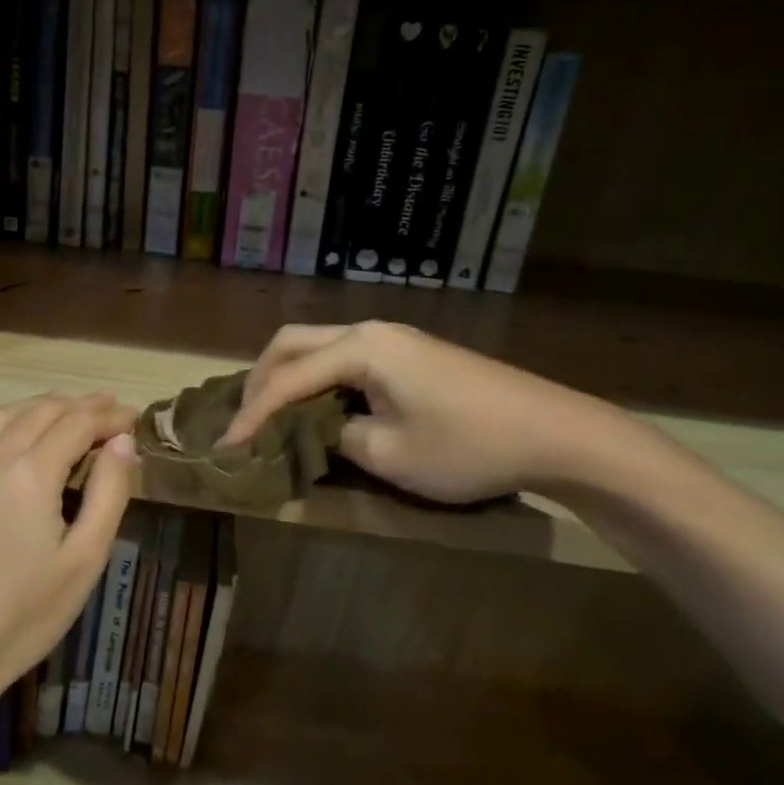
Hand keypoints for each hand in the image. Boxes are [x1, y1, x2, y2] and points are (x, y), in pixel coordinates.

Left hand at [0, 393, 137, 720]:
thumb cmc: (25, 614)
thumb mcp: (85, 559)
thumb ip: (108, 493)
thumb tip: (122, 442)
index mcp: (32, 474)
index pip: (78, 424)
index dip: (108, 416)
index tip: (132, 417)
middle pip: (41, 413)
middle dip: (79, 406)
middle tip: (107, 411)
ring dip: (35, 406)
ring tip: (62, 411)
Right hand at [220, 321, 616, 503]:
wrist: (557, 433)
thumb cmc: (469, 446)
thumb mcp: (390, 454)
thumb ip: (336, 437)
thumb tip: (315, 430)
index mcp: (362, 348)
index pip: (288, 378)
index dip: (253, 414)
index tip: (226, 447)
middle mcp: (370, 330)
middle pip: (293, 342)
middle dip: (261, 380)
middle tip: (245, 421)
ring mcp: (393, 338)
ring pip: (318, 346)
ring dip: (288, 376)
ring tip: (271, 415)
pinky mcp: (409, 353)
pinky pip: (343, 357)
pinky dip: (317, 378)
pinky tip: (316, 407)